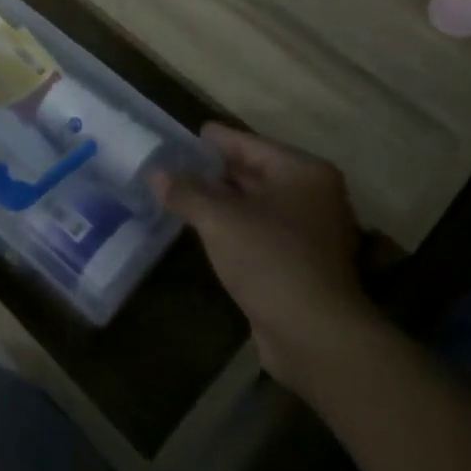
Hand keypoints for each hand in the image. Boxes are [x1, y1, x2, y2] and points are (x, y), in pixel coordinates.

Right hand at [153, 125, 382, 389]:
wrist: (315, 335)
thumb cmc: (270, 260)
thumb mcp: (218, 219)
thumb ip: (186, 191)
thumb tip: (155, 173)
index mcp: (302, 172)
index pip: (249, 144)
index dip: (215, 140)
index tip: (185, 135)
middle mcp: (313, 195)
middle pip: (255, 173)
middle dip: (215, 171)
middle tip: (175, 164)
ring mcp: (311, 232)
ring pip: (257, 205)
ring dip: (222, 202)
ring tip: (181, 194)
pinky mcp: (302, 264)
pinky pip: (260, 232)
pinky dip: (234, 227)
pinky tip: (204, 230)